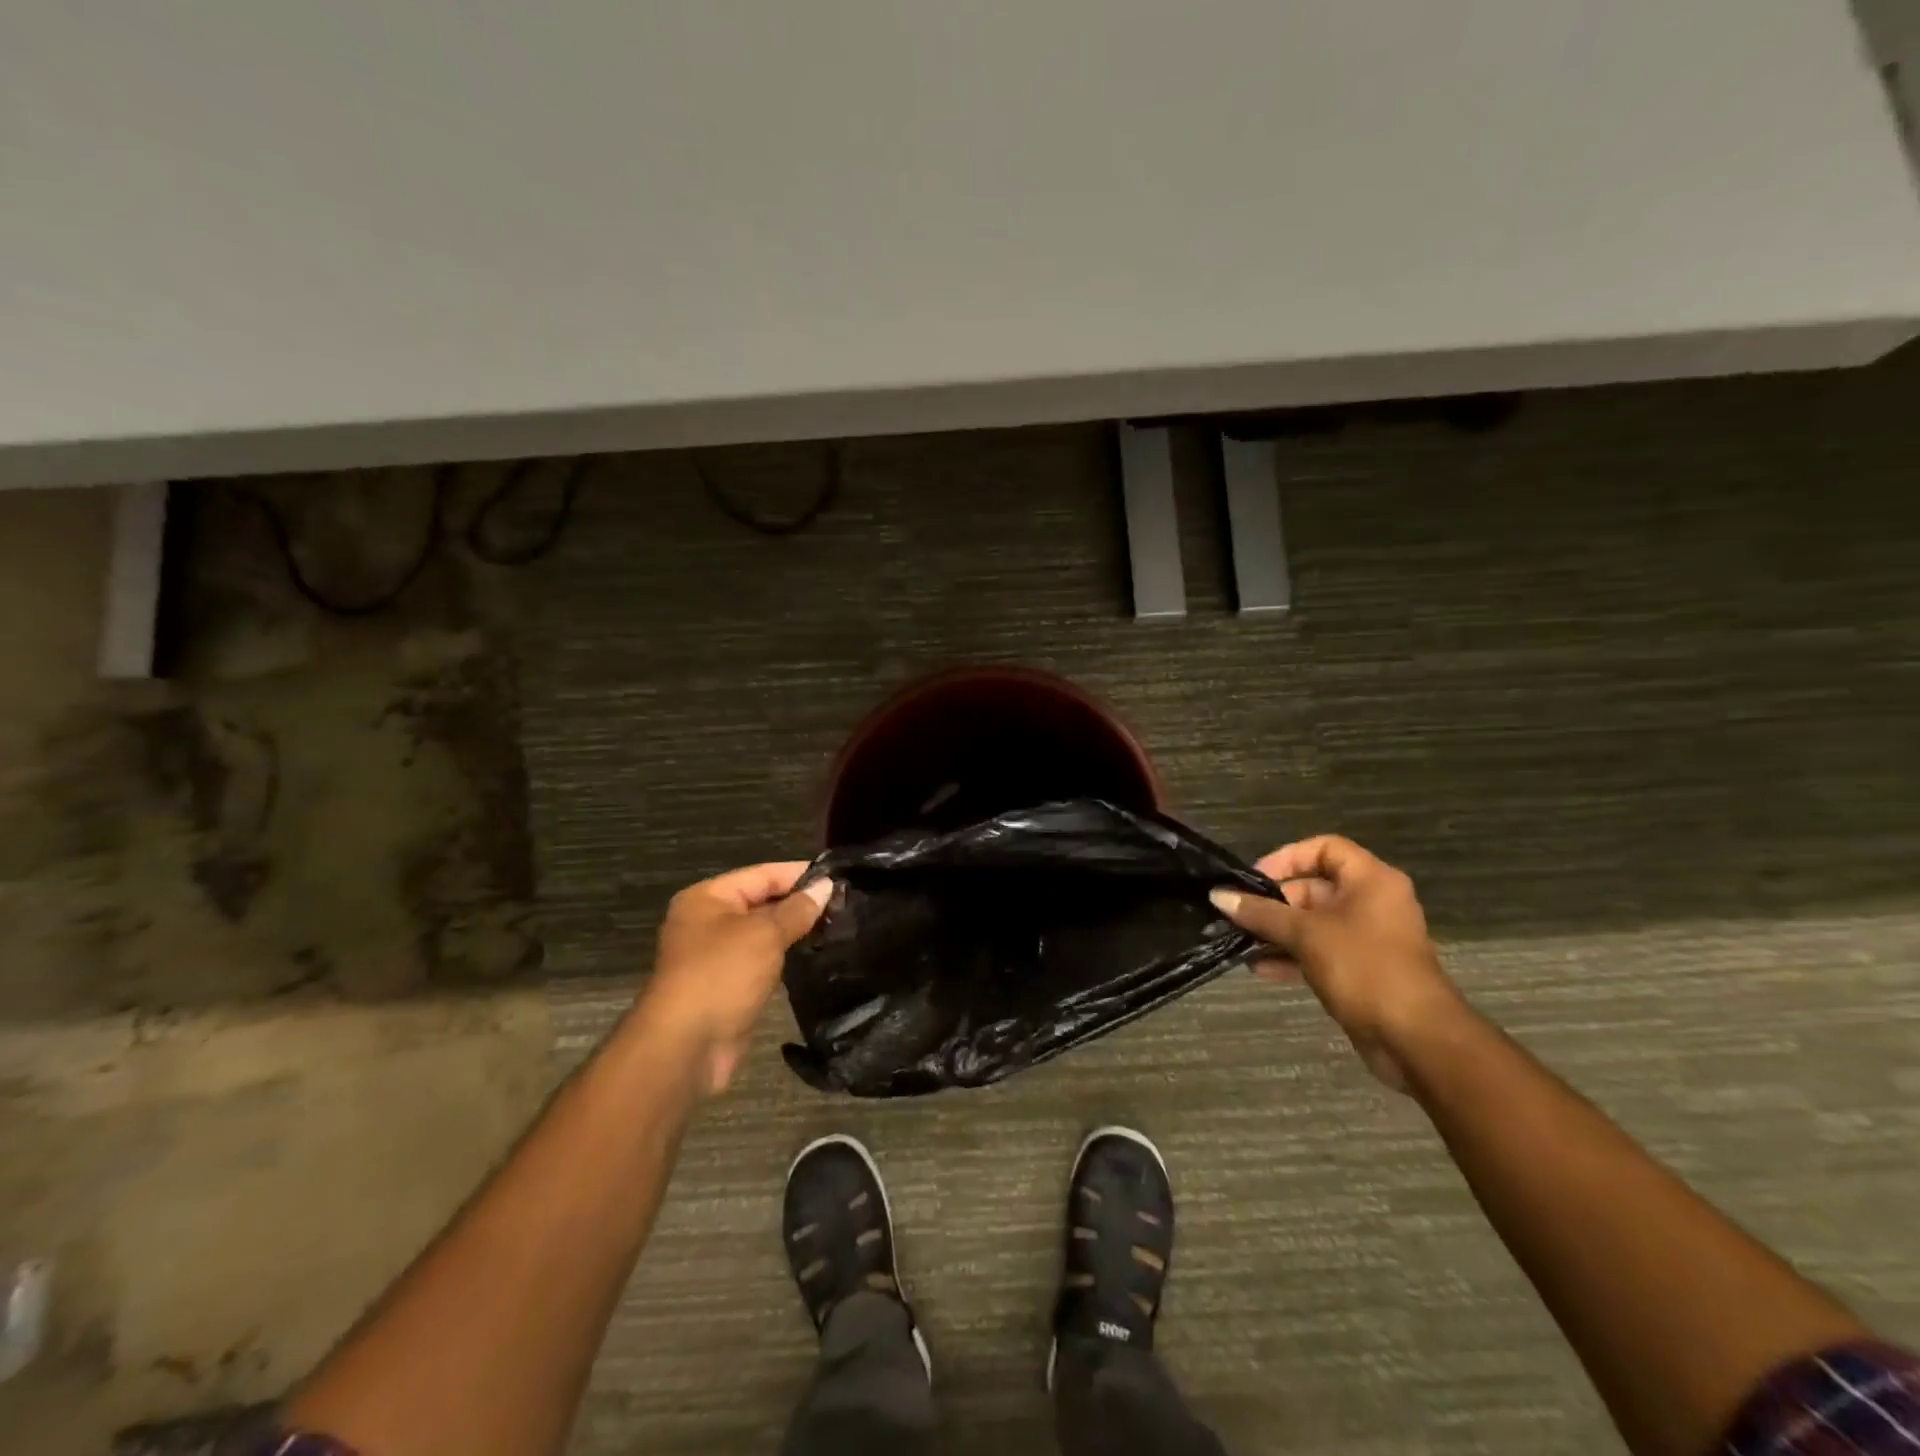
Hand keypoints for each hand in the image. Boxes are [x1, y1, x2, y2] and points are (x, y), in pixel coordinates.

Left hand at [632, 862, 831, 1094]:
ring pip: (764, 933)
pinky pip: (763, 961)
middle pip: (762, 901)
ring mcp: (716, 956)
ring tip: (838, 925)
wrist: (686, 1047)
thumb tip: (825, 886)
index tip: (838, 877)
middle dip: (800, 903)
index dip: (800, 874)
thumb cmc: (722, 975)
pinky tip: (817, 955)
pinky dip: (786, 957)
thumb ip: (797, 909)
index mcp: (707, 898)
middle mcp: (708, 921)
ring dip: (795, 931)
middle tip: (844, 903)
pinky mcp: (728, 986)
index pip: (762, 874)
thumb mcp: (764, 934)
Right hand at [1210, 836, 1465, 1090]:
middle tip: (1239, 915)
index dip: (1287, 858)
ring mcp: (1367, 938)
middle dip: (1274, 902)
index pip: (1324, 848)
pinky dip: (1291, 956)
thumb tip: (1219, 896)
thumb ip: (1261, 913)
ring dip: (1277, 932)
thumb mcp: (1306, 935)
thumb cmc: (1364, 969)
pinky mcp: (1361, 970)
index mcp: (1371, 881)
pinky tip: (1259, 969)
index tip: (1255, 878)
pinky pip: (1319, 951)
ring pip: (1313, 923)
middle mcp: (1372, 903)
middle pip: (1314, 888)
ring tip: (1240, 942)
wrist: (1416, 1039)